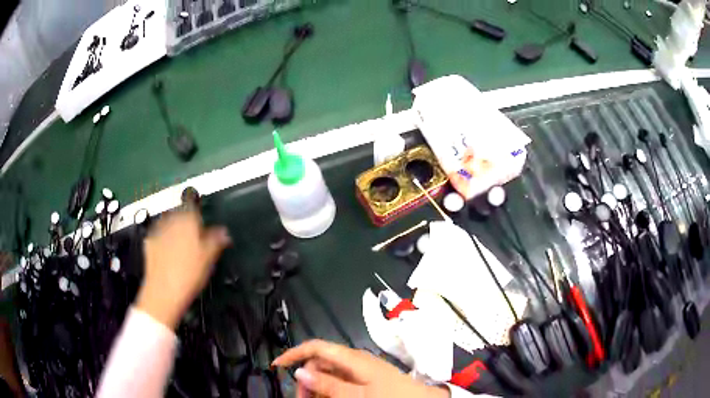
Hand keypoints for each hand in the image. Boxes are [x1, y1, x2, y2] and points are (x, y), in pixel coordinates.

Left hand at [136, 210, 230, 328]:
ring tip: (182, 249)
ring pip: (169, 224)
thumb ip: (216, 240)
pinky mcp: (149, 242)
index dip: (198, 212)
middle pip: (180, 214)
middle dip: (186, 223)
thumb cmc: (189, 274)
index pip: (193, 204)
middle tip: (194, 240)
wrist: (163, 291)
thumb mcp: (208, 258)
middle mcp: (171, 219)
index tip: (202, 223)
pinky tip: (169, 255)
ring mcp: (158, 230)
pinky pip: (159, 236)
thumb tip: (223, 232)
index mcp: (188, 219)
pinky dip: (164, 241)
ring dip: (175, 231)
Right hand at [272, 340, 449, 397]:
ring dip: (317, 388)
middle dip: (306, 380)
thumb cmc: (392, 397)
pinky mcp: (365, 379)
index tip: (277, 366)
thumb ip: (328, 384)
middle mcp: (353, 360)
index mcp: (351, 358)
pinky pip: (340, 382)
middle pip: (319, 364)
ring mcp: (360, 370)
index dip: (294, 353)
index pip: (316, 347)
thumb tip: (300, 372)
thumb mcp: (358, 395)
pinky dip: (330, 391)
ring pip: (328, 375)